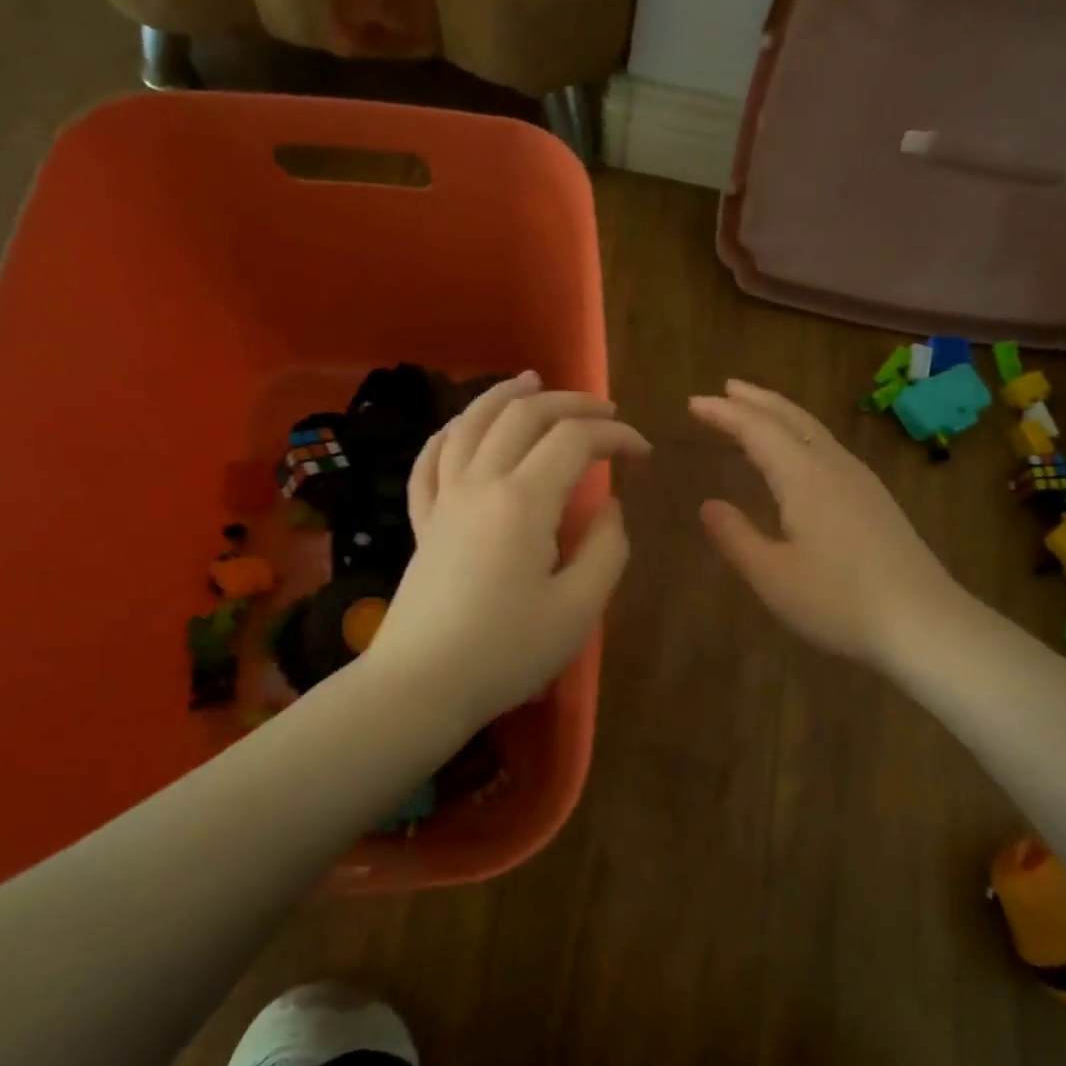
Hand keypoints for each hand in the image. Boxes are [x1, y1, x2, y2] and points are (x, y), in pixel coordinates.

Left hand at [364, 372, 650, 725]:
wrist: (421, 685)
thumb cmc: (506, 652)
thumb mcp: (579, 608)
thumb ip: (606, 548)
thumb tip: (610, 506)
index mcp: (523, 500)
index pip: (574, 440)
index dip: (615, 435)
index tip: (644, 452)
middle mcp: (479, 483)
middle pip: (523, 416)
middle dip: (570, 403)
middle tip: (605, 411)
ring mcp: (444, 500)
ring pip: (470, 423)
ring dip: (505, 396)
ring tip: (530, 380)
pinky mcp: (423, 522)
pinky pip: (430, 460)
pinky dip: (450, 432)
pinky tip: (461, 428)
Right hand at [689, 380, 961, 667]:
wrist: (924, 623)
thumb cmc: (839, 601)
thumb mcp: (772, 576)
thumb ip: (735, 536)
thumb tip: (708, 505)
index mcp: (804, 477)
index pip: (757, 430)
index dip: (724, 413)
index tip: (693, 403)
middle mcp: (834, 467)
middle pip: (791, 418)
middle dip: (756, 400)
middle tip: (726, 388)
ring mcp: (861, 481)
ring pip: (814, 431)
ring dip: (781, 414)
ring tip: (757, 411)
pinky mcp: (876, 500)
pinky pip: (828, 449)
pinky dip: (801, 436)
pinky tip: (800, 456)